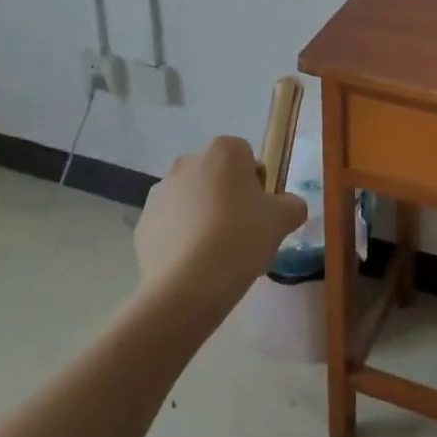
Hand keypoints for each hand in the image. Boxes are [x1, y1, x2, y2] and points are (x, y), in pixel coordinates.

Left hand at [134, 137, 306, 314]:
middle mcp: (187, 162)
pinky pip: (171, 224)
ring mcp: (160, 192)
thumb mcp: (283, 219)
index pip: (246, 157)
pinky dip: (182, 237)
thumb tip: (288, 206)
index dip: (257, 184)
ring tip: (216, 253)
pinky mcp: (143, 223)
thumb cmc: (241, 238)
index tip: (261, 213)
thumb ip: (293, 205)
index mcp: (223, 151)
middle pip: (216, 176)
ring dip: (203, 216)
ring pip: (192, 199)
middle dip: (228, 197)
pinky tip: (194, 264)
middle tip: (242, 233)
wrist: (188, 285)